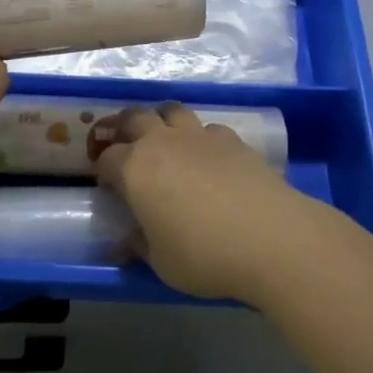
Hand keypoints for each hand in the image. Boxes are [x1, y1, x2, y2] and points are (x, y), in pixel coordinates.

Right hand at [93, 103, 311, 301]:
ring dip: (161, 120)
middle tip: (122, 143)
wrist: (270, 237)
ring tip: (163, 137)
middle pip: (133, 118)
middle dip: (122, 127)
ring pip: (171, 110)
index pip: (107, 158)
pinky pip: (207, 128)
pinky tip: (207, 156)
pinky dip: (200, 137)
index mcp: (135, 169)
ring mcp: (198, 135)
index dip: (102, 169)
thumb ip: (140, 246)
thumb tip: (126, 242)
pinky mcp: (231, 139)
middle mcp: (162, 142)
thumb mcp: (161, 262)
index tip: (106, 184)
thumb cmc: (204, 254)